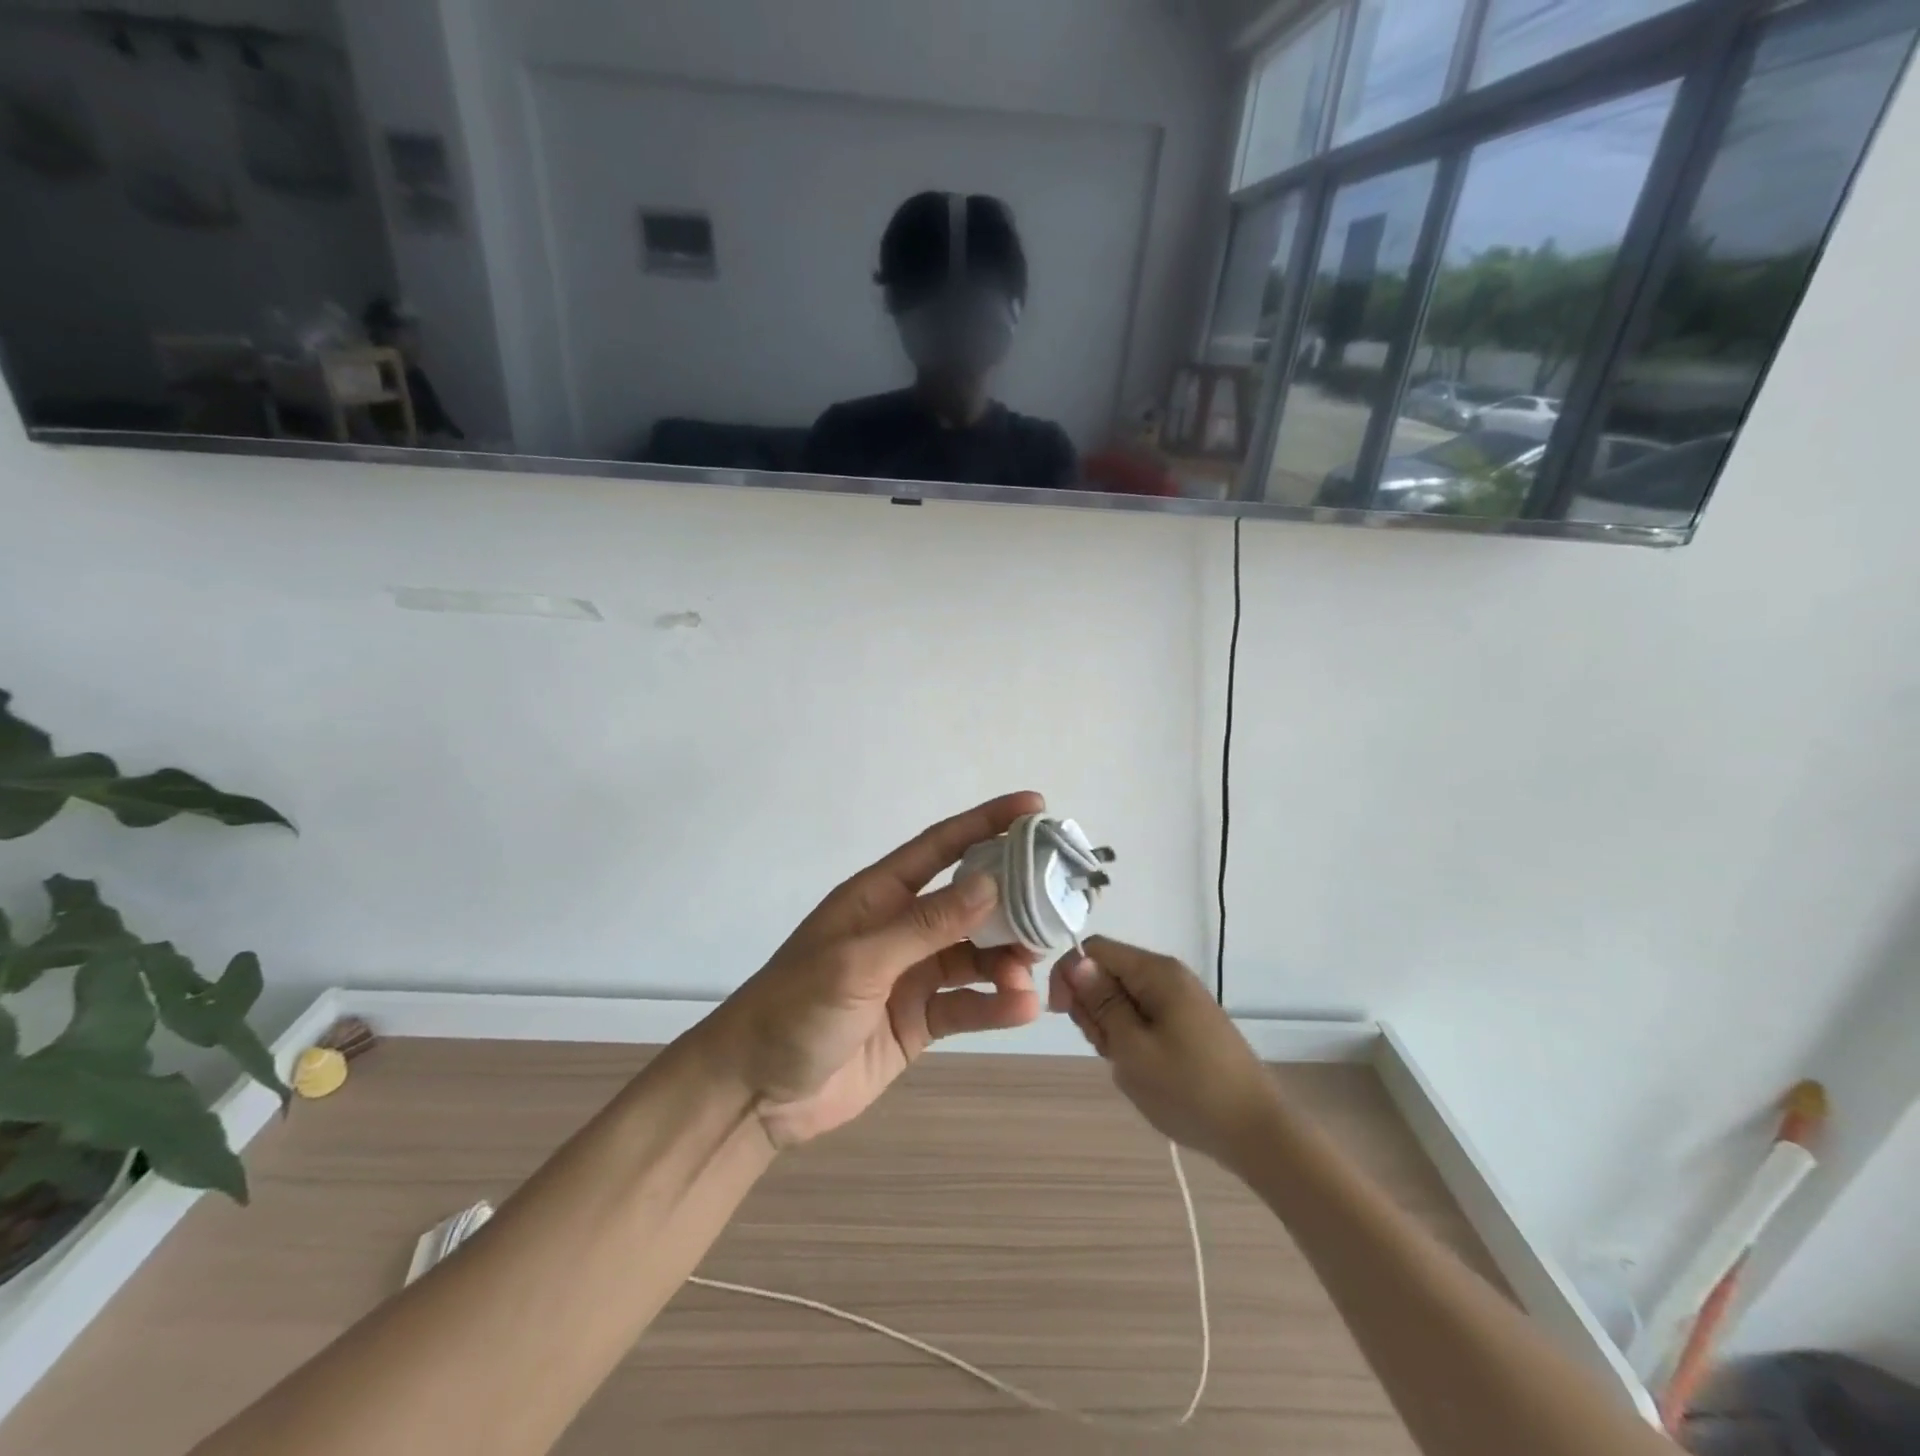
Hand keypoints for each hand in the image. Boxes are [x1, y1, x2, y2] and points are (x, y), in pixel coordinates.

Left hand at [704, 793, 1045, 1148]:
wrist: (755, 1093)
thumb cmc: (795, 1010)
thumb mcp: (859, 962)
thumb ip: (926, 925)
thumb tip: (991, 883)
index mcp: (879, 896)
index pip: (941, 846)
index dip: (987, 822)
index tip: (1036, 807)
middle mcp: (901, 928)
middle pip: (970, 901)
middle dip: (1013, 900)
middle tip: (1056, 905)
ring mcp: (912, 975)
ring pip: (975, 955)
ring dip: (1007, 960)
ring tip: (1029, 972)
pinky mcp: (919, 1020)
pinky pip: (967, 1004)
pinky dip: (996, 1005)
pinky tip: (1021, 1008)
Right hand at [1050, 936, 1280, 1166]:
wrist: (1257, 1133)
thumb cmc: (1189, 1089)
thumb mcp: (1132, 1048)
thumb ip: (1101, 1002)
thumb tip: (1076, 962)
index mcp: (1156, 972)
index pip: (1094, 950)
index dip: (1070, 975)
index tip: (1062, 1015)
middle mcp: (1169, 976)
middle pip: (1108, 973)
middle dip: (1093, 1007)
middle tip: (1106, 1049)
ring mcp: (1180, 1001)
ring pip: (1123, 999)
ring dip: (1112, 1029)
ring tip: (1129, 1065)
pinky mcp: (1188, 1025)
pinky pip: (1144, 1018)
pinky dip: (1132, 1039)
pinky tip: (1144, 1070)